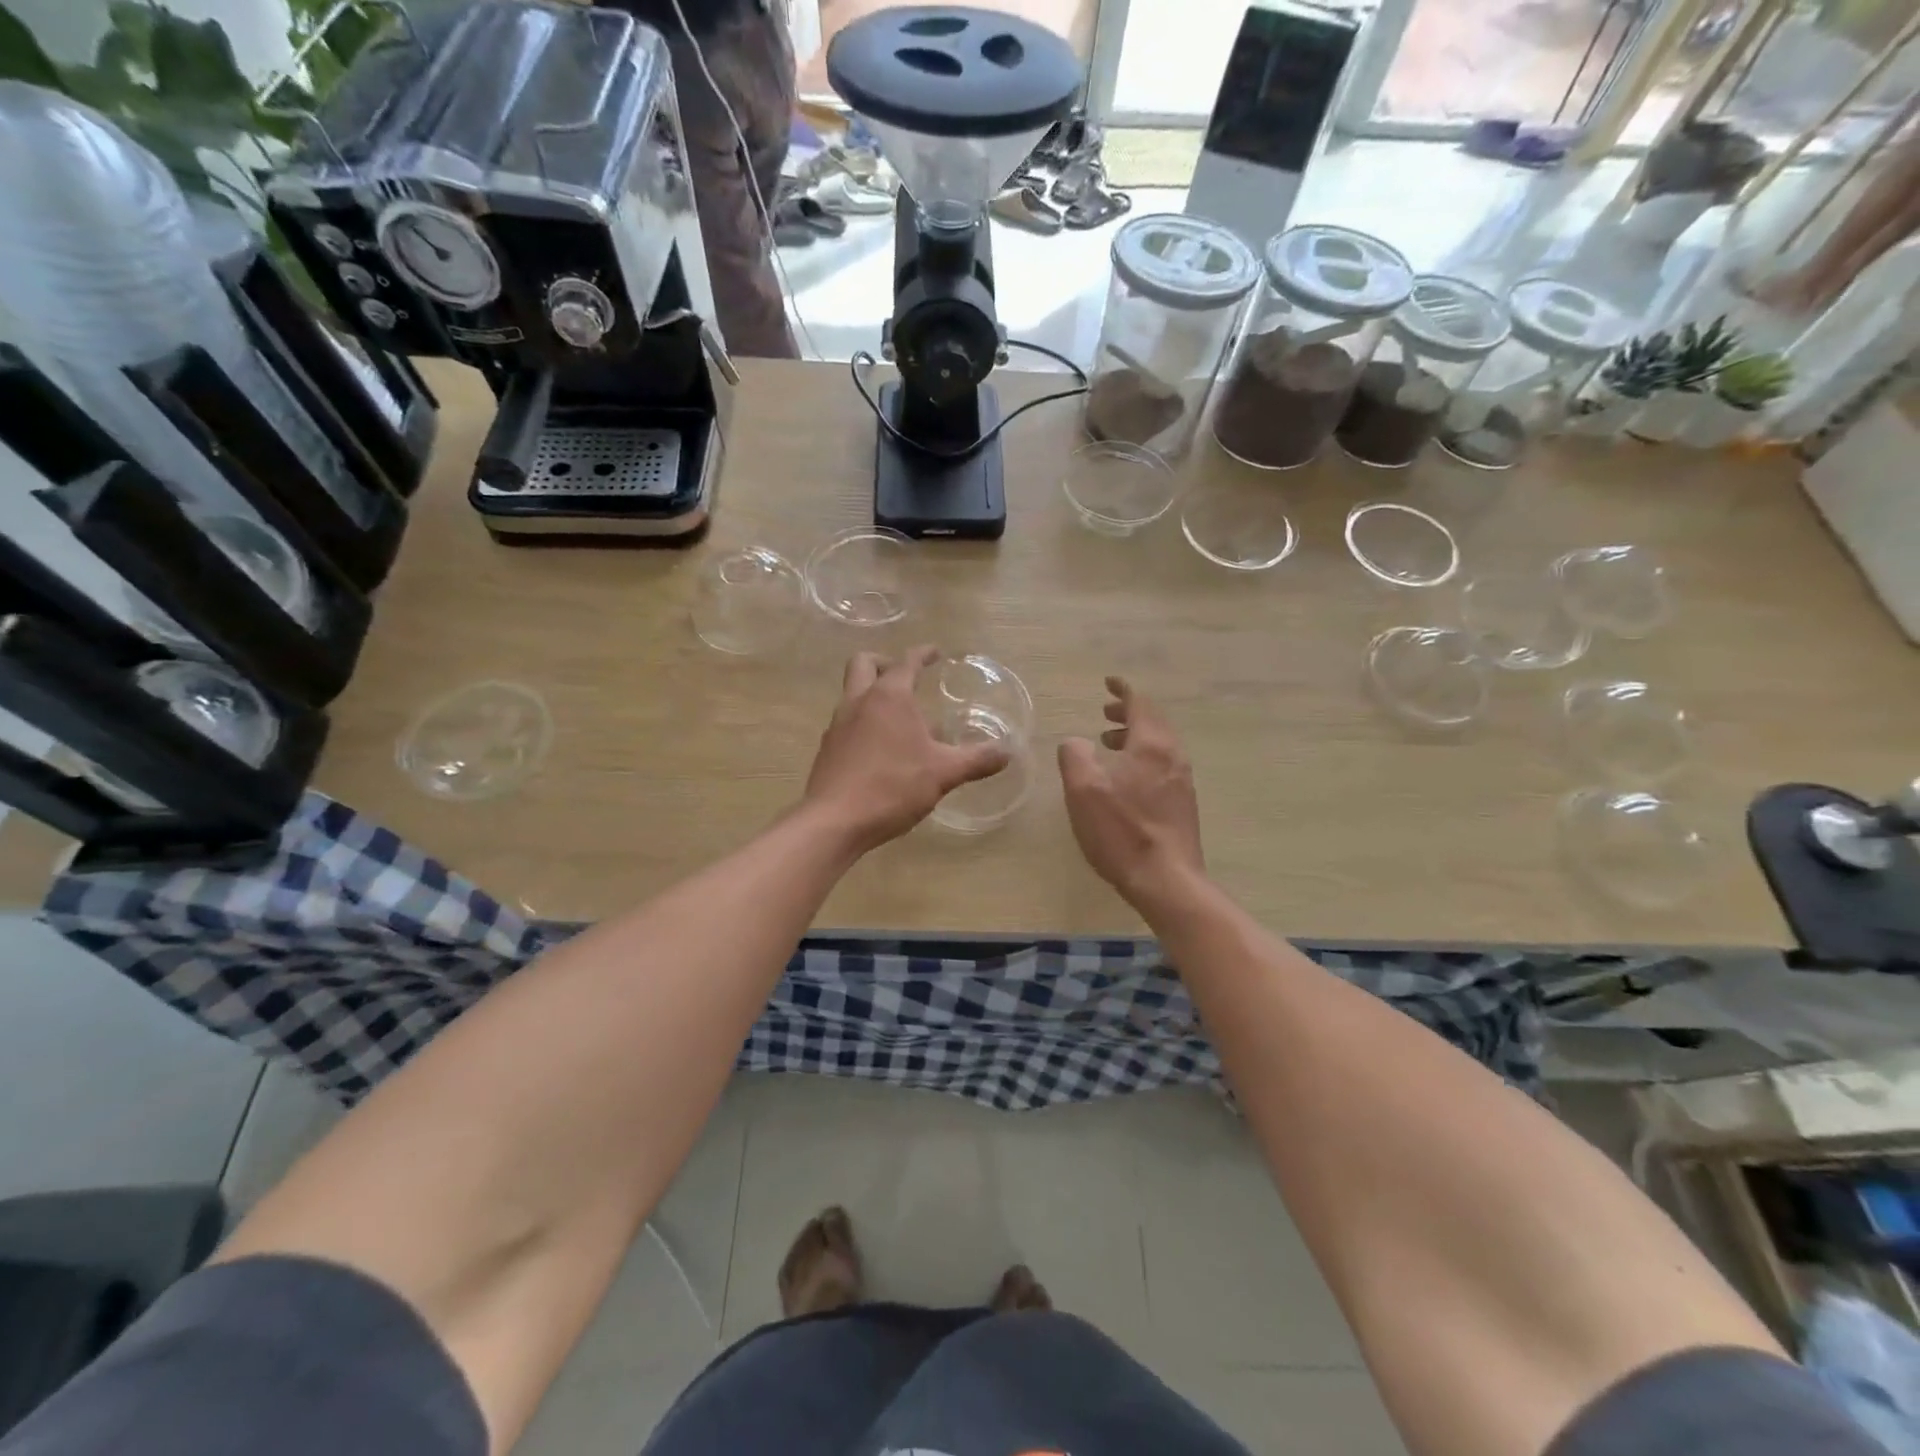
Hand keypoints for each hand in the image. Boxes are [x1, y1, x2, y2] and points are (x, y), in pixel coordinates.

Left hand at [803, 646, 1010, 853]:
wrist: (835, 821)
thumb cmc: (893, 787)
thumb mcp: (944, 773)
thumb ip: (977, 760)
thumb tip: (1008, 751)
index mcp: (890, 696)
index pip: (907, 661)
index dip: (923, 654)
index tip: (936, 653)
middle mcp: (859, 701)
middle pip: (864, 663)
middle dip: (884, 662)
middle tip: (905, 676)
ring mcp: (838, 724)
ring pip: (852, 693)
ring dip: (873, 694)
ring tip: (899, 718)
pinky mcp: (827, 749)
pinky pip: (846, 722)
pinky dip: (864, 722)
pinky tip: (881, 748)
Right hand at [1057, 677, 1204, 908]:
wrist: (1166, 881)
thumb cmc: (1122, 831)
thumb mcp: (1083, 789)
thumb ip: (1075, 756)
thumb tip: (1076, 742)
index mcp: (1151, 746)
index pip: (1140, 704)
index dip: (1123, 691)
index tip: (1109, 682)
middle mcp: (1173, 757)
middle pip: (1153, 723)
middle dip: (1129, 713)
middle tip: (1105, 714)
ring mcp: (1182, 782)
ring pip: (1159, 746)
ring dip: (1134, 737)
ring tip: (1108, 744)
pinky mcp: (1182, 805)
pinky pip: (1162, 766)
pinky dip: (1142, 758)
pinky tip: (1125, 779)